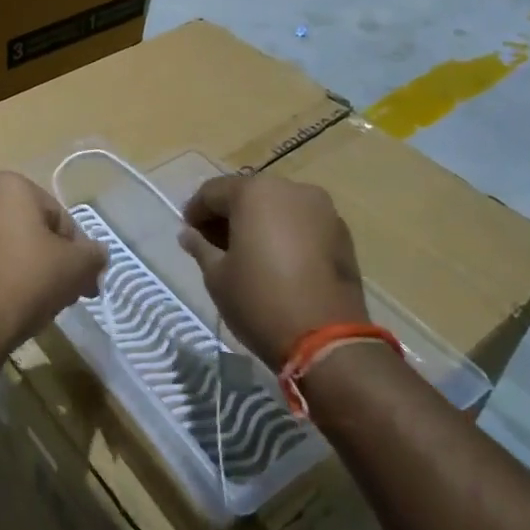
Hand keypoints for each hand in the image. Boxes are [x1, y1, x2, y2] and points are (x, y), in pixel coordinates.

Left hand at [0, 172, 106, 351]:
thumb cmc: (27, 279)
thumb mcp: (77, 266)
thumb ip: (93, 254)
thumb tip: (97, 254)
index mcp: (7, 184)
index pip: (57, 216)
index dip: (75, 250)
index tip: (83, 280)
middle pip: (25, 228)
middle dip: (46, 257)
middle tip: (62, 291)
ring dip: (18, 266)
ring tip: (33, 302)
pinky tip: (3, 305)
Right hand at [177, 173, 368, 368]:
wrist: (328, 339)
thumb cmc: (260, 301)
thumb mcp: (217, 276)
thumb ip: (200, 247)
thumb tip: (188, 234)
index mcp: (255, 192)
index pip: (213, 191)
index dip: (195, 211)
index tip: (187, 232)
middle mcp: (291, 189)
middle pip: (248, 194)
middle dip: (228, 215)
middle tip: (213, 243)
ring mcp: (322, 209)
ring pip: (278, 206)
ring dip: (257, 222)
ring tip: (245, 252)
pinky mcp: (342, 232)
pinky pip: (302, 222)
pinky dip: (284, 232)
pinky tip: (276, 259)